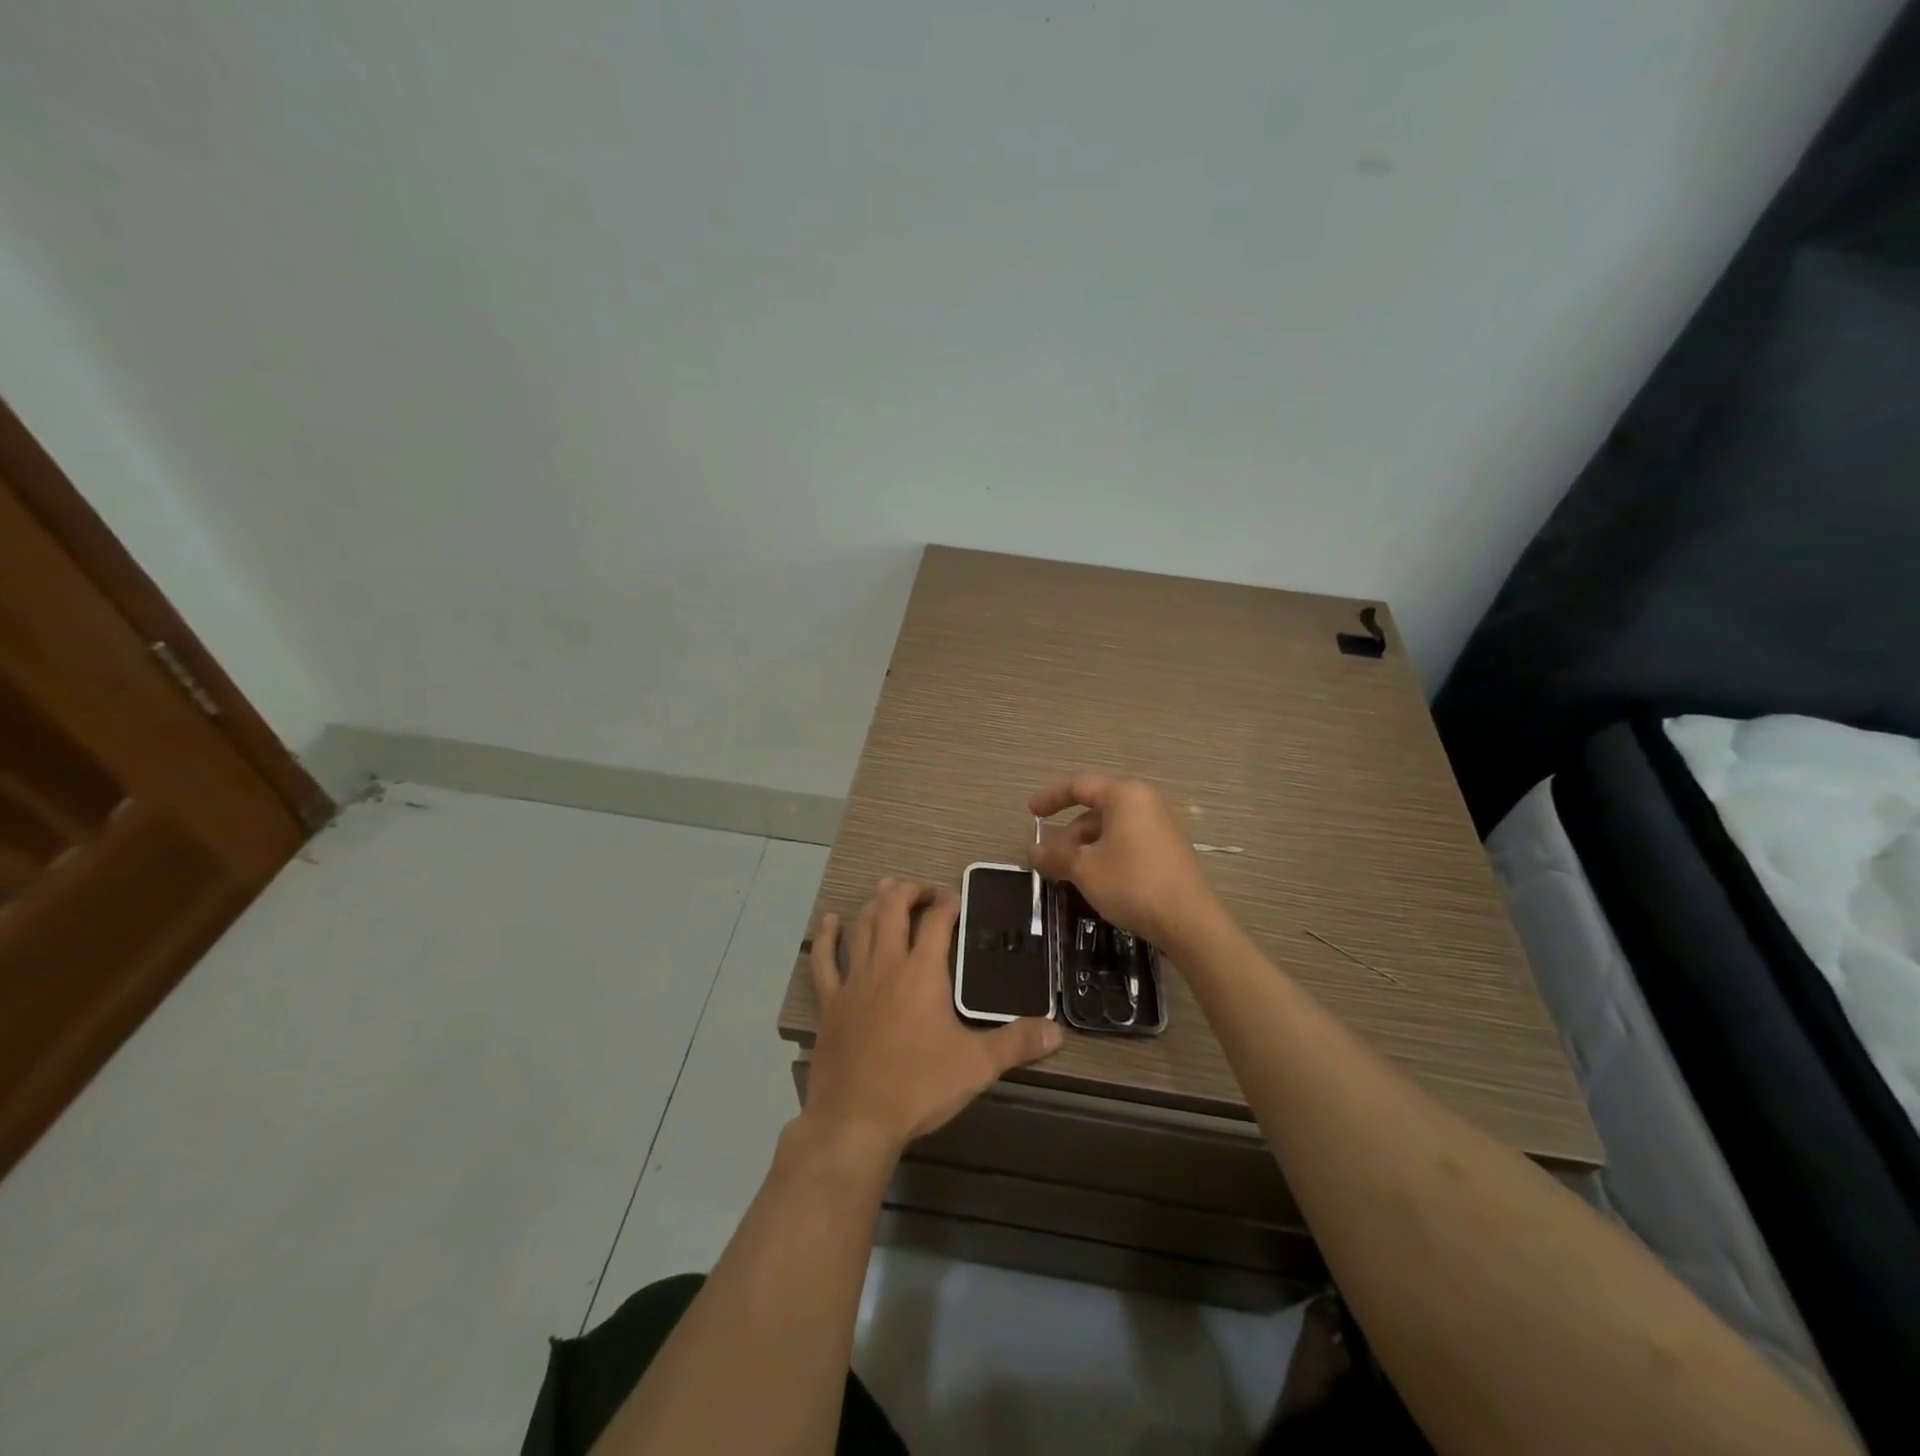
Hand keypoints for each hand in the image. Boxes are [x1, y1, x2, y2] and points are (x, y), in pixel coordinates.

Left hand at [804, 878, 1062, 1158]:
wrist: (856, 1120)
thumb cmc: (919, 1087)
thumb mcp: (977, 1065)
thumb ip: (1017, 1043)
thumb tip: (1057, 1032)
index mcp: (922, 972)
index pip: (936, 921)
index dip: (948, 903)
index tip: (957, 899)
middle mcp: (886, 964)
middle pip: (893, 909)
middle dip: (910, 891)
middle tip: (926, 892)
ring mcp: (853, 981)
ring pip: (861, 926)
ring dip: (874, 903)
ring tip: (887, 890)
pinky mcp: (830, 1002)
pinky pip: (824, 961)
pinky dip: (827, 937)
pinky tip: (829, 922)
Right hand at [1028, 774, 1219, 949]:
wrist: (1188, 921)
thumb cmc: (1131, 883)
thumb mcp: (1084, 869)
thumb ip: (1055, 855)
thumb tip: (1031, 851)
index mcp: (1125, 795)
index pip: (1079, 785)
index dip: (1050, 797)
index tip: (1030, 813)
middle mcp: (1145, 801)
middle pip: (1095, 808)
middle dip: (1067, 832)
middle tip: (1048, 857)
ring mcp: (1160, 825)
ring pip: (1111, 827)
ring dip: (1085, 846)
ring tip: (1068, 873)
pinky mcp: (1167, 848)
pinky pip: (1127, 840)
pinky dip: (1105, 852)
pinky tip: (1095, 878)